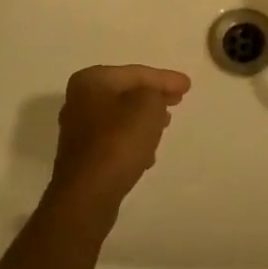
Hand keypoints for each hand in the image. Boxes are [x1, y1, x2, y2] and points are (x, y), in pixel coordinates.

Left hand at [47, 65, 191, 214]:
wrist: (87, 195)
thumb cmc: (118, 142)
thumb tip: (154, 98)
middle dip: (153, 96)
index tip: (188, 86)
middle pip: (127, 92)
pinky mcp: (82, 156)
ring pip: (121, 116)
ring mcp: (78, 129)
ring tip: (165, 125)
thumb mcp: (148, 106)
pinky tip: (147, 153)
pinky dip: (132, 140)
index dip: (165, 79)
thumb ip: (156, 92)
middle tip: (178, 100)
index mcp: (92, 80)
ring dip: (143, 119)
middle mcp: (80, 99)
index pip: (137, 73)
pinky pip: (114, 139)